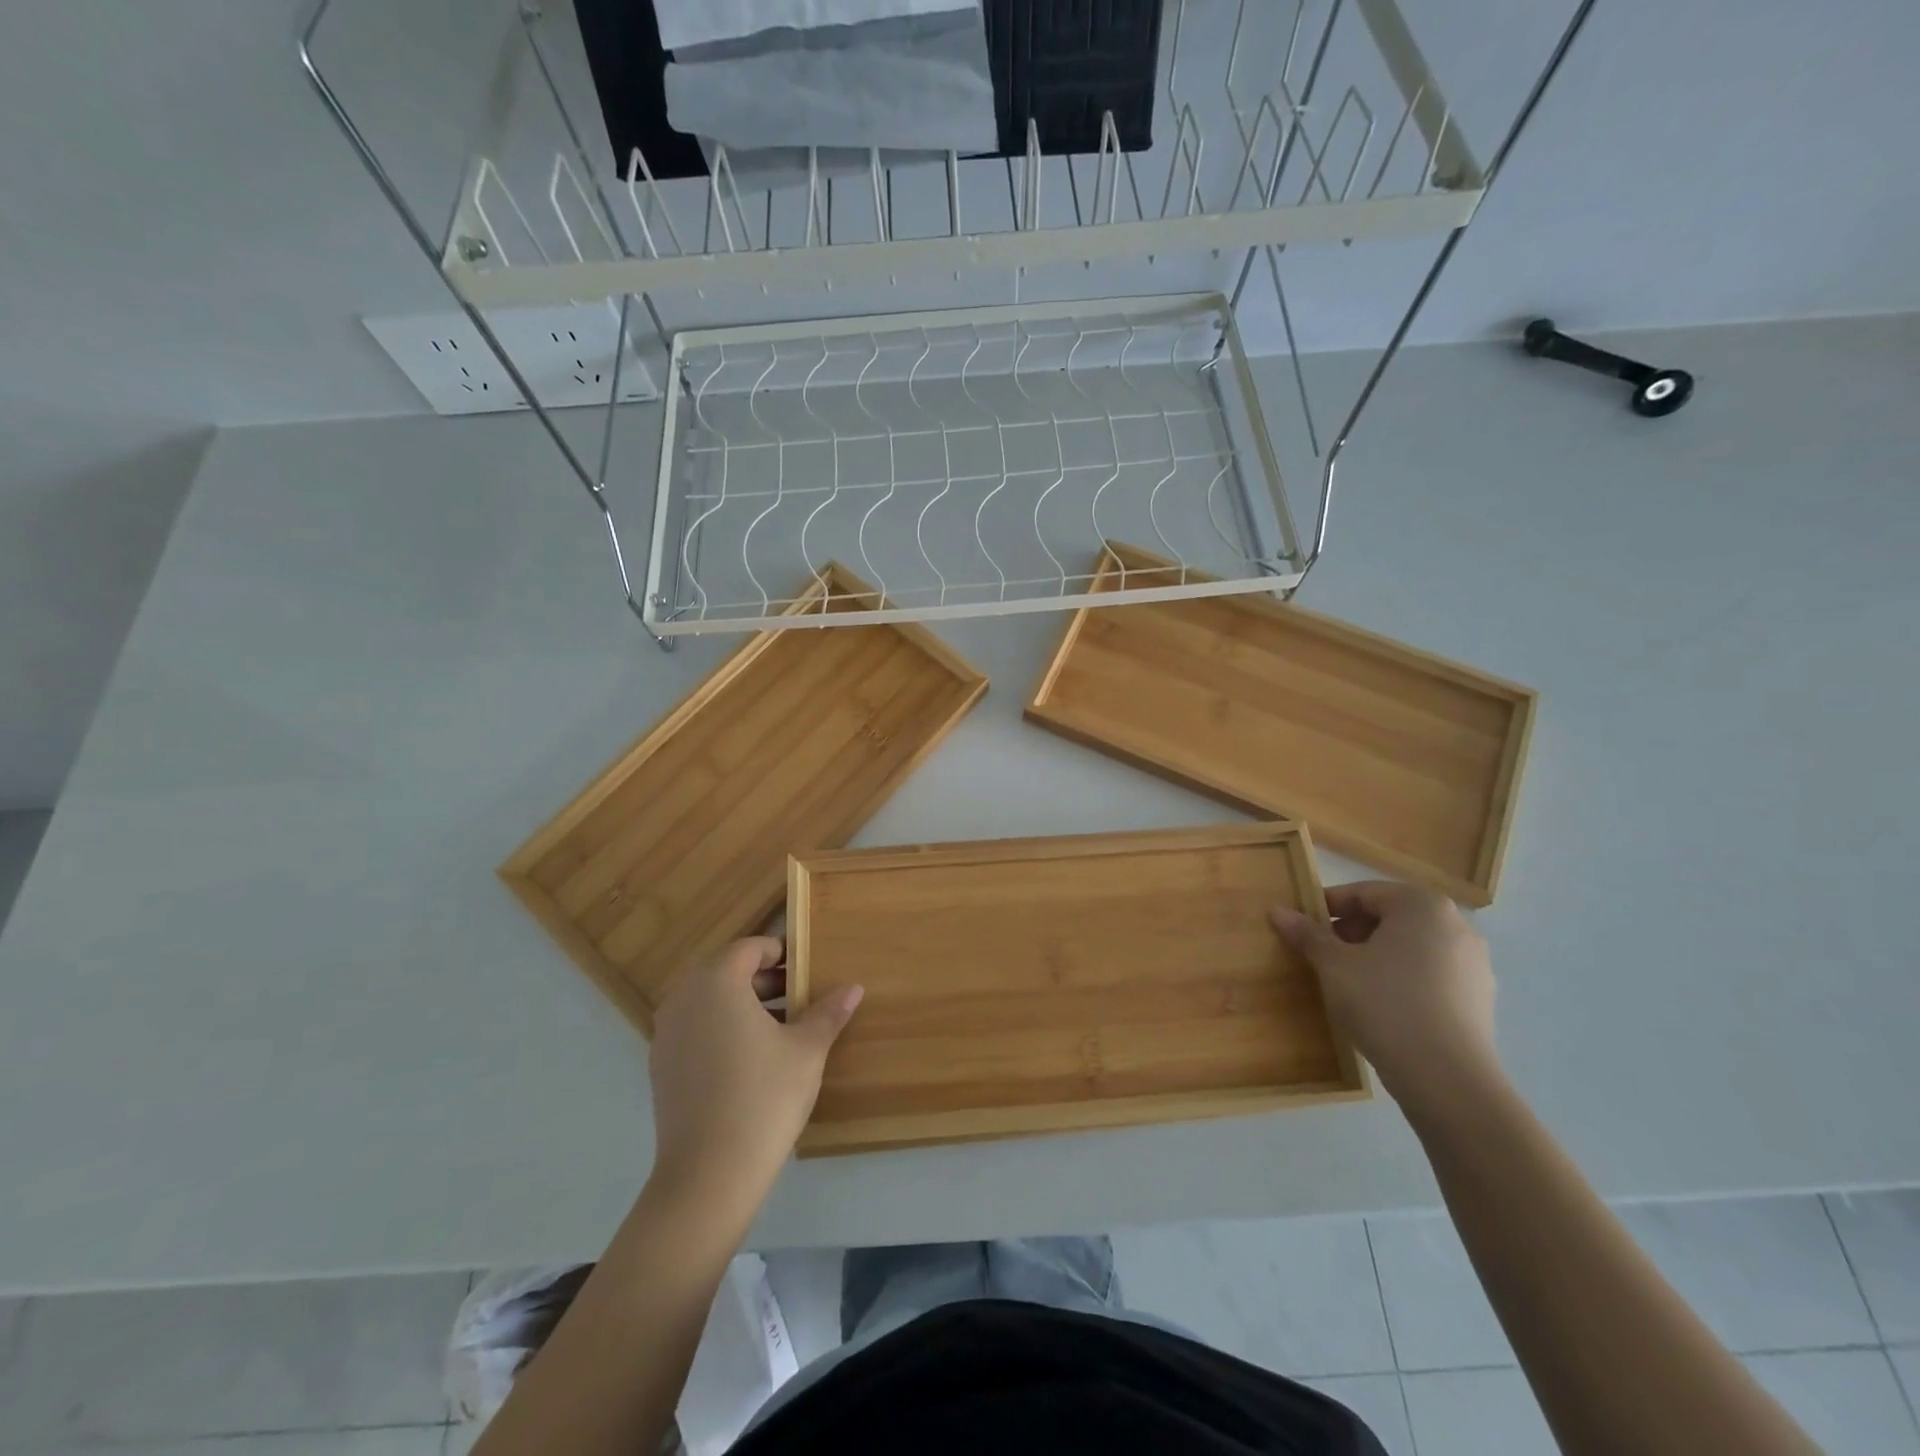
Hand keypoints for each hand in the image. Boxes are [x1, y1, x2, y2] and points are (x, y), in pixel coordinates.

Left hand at [648, 938, 862, 1222]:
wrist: (708, 1175)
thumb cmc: (764, 1097)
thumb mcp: (807, 1050)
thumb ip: (828, 1012)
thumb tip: (854, 987)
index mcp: (717, 982)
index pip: (749, 948)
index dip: (780, 953)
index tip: (807, 971)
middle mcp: (684, 999)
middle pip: (726, 971)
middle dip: (763, 980)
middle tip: (799, 998)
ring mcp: (666, 1034)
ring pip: (709, 1001)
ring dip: (743, 1004)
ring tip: (780, 1029)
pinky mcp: (661, 1067)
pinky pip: (696, 1029)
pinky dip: (722, 1029)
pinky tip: (750, 1060)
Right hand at [1271, 881, 1498, 1113]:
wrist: (1447, 1078)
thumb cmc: (1384, 1003)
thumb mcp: (1334, 966)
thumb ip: (1307, 934)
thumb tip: (1277, 910)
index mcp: (1421, 905)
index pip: (1363, 893)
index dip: (1328, 908)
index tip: (1304, 930)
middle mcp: (1455, 924)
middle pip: (1391, 917)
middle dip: (1353, 932)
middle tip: (1324, 957)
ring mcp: (1474, 963)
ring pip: (1412, 947)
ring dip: (1378, 956)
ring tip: (1350, 983)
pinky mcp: (1481, 998)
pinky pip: (1432, 975)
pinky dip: (1404, 979)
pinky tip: (1383, 1006)